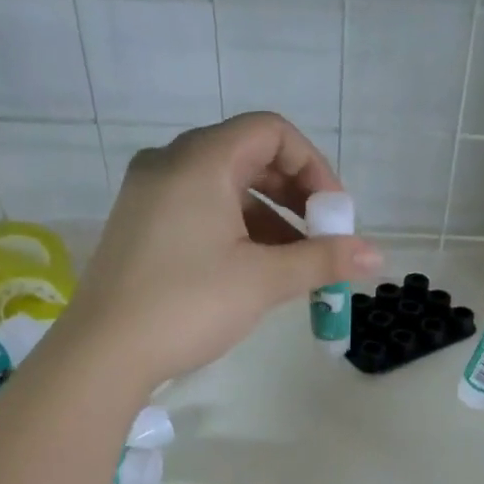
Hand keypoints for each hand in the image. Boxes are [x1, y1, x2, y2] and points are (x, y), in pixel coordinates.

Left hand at [54, 113, 380, 390]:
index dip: (313, 166)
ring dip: (269, 218)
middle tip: (321, 238)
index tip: (334, 214)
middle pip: (248, 156)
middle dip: (295, 195)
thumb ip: (322, 260)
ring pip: (225, 187)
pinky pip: (200, 210)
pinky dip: (236, 230)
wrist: (104, 352)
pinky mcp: (140, 226)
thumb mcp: (263, 281)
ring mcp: (149, 194)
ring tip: (295, 264)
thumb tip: (378, 256)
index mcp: (200, 160)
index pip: (271, 131)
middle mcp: (170, 163)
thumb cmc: (188, 305)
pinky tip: (255, 270)